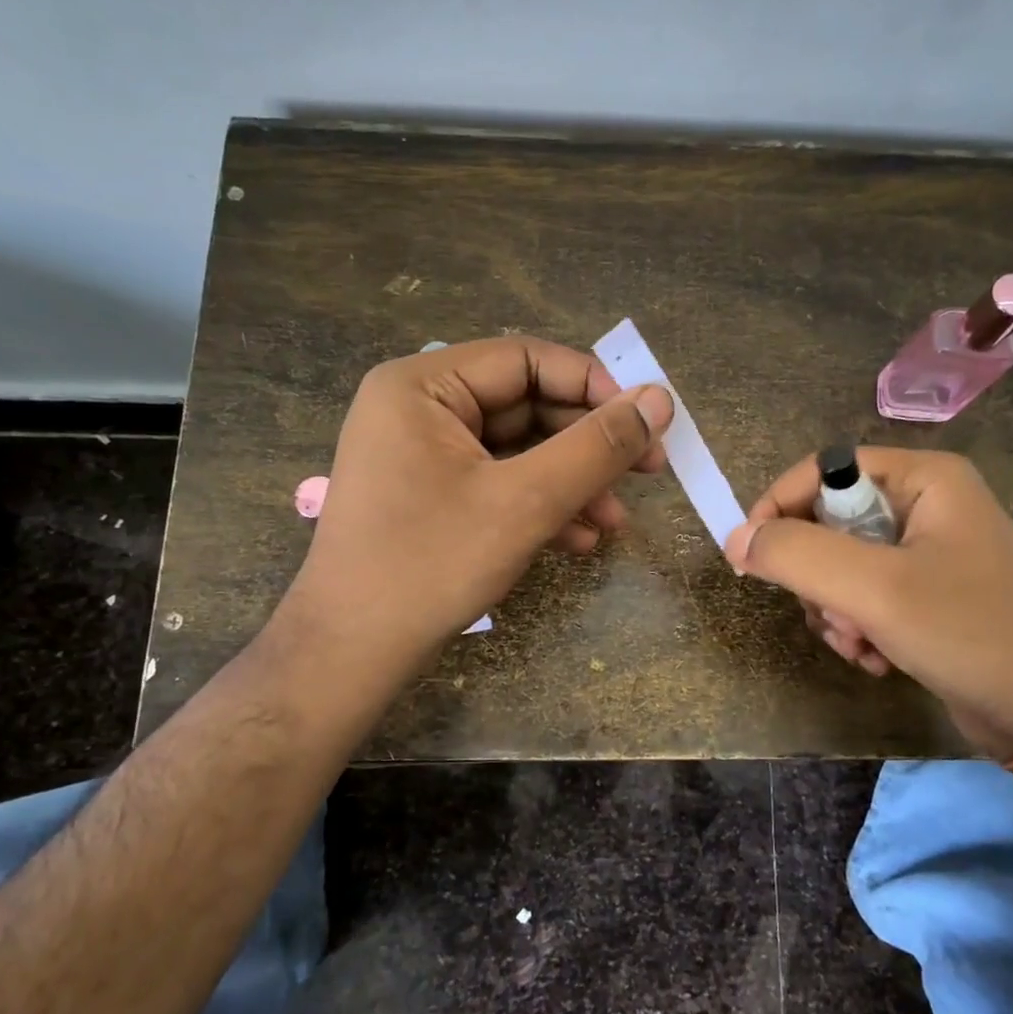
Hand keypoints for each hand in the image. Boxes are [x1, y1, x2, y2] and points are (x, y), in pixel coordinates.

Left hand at [277, 337, 673, 675]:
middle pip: (525, 406)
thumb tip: (661, 399)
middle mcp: (418, 407)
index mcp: (423, 385)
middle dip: (587, 446)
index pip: (527, 360)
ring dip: (572, 483)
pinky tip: (579, 542)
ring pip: (518, 451)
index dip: (595, 386)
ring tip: (615, 523)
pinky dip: (540, 506)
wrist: (351, 654)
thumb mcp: (525, 501)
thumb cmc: (431, 565)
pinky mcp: (431, 495)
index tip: (648, 421)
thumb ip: (597, 447)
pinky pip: (497, 483)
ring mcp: (422, 454)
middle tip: (648, 473)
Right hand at [725, 448, 1012, 757]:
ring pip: (840, 567)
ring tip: (861, 645)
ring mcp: (928, 553)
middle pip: (829, 522)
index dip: (779, 507)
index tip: (751, 557)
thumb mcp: (875, 589)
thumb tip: (735, 539)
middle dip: (818, 578)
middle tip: (834, 616)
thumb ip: (796, 555)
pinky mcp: (927, 596)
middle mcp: (926, 505)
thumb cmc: (969, 633)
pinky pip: (864, 598)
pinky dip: (858, 629)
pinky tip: (877, 659)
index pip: (825, 469)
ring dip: (835, 612)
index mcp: (923, 478)